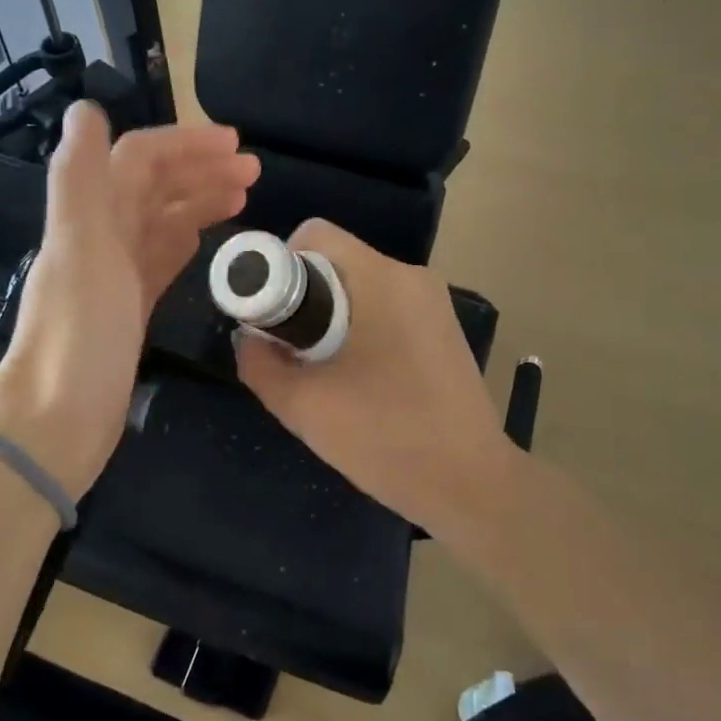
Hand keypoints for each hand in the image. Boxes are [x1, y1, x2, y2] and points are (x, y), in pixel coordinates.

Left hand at [0, 102, 259, 496]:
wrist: (60, 419)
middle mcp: (100, 238)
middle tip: (254, 171)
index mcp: (90, 217)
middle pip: (153, 187)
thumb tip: (86, 108)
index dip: (185, 145)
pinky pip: (160, 260)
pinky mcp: (129, 309)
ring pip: (161, 222)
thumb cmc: (78, 334)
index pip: (139, 161)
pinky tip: (207, 237)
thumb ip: (80, 177)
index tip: (236, 146)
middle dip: (200, 170)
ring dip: (199, 201)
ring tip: (245, 196)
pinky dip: (185, 240)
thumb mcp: (80, 249)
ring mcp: (115, 275)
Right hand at [233, 219, 518, 543]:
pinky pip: (384, 310)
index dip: (277, 267)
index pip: (313, 236)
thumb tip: (249, 337)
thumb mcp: (304, 406)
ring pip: (359, 288)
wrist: (471, 484)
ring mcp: (433, 303)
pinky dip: (358, 331)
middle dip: (302, 300)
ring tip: (323, 373)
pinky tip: (359, 382)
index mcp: (381, 279)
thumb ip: (259, 364)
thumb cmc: (386, 438)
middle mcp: (412, 277)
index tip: (270, 319)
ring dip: (329, 319)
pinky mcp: (442, 330)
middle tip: (291, 353)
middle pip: (335, 262)